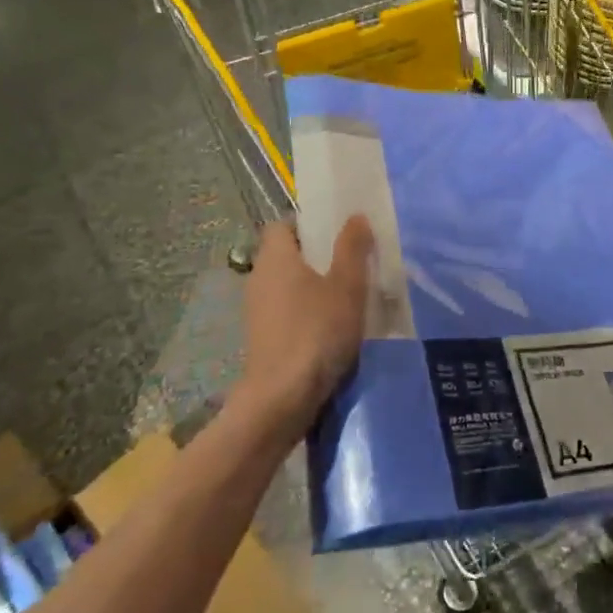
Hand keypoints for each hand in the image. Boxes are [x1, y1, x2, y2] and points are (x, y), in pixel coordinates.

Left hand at [239, 218, 373, 434]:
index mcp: (275, 257)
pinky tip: (331, 326)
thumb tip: (355, 216)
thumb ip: (352, 248)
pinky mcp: (262, 337)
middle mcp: (259, 278)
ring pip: (287, 285)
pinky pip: (285, 310)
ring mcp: (257, 310)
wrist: (283, 396)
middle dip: (316, 256)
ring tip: (347, 295)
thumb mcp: (346, 285)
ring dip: (312, 286)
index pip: (282, 225)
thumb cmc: (317, 330)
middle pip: (286, 255)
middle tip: (351, 262)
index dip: (308, 225)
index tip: (336, 234)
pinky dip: (305, 311)